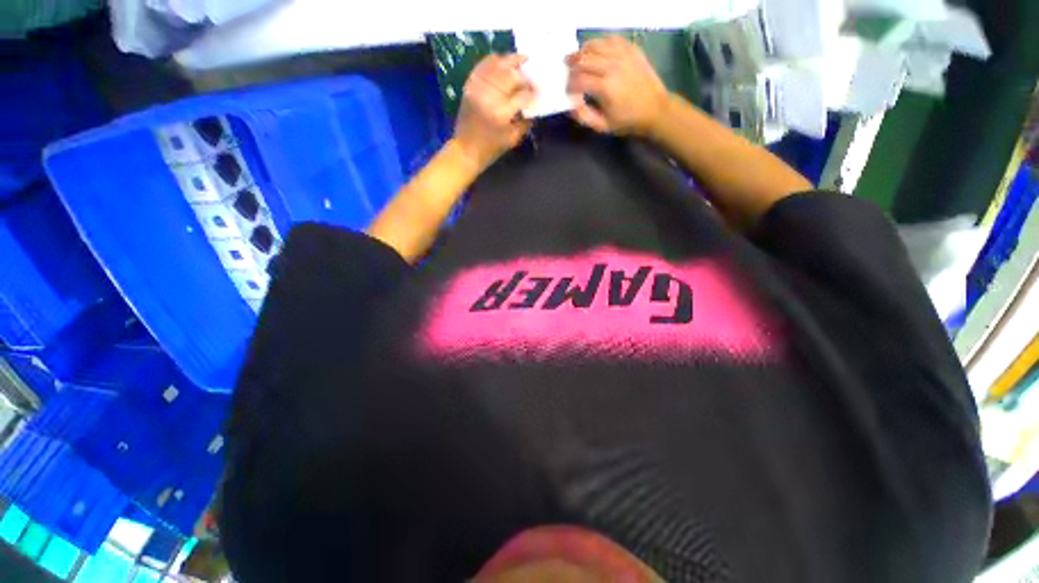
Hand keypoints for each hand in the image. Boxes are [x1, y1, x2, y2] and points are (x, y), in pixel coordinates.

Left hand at [454, 54, 535, 170]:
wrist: (465, 149)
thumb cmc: (491, 148)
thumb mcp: (512, 139)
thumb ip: (525, 122)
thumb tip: (534, 107)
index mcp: (502, 113)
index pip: (523, 95)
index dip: (533, 92)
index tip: (540, 91)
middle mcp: (490, 96)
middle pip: (512, 75)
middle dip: (525, 75)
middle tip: (533, 75)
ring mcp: (478, 87)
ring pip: (498, 65)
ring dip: (512, 61)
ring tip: (523, 59)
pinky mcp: (470, 85)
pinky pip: (483, 65)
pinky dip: (495, 60)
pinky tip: (504, 61)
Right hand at [565, 37, 668, 136]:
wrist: (655, 109)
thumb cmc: (627, 121)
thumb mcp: (603, 126)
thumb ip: (584, 116)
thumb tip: (571, 105)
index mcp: (605, 87)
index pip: (578, 79)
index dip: (569, 85)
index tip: (568, 90)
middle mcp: (612, 67)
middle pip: (584, 59)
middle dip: (572, 65)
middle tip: (568, 71)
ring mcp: (623, 55)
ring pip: (596, 45)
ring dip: (583, 52)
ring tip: (577, 58)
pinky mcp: (631, 50)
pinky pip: (611, 39)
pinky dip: (600, 43)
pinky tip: (595, 50)